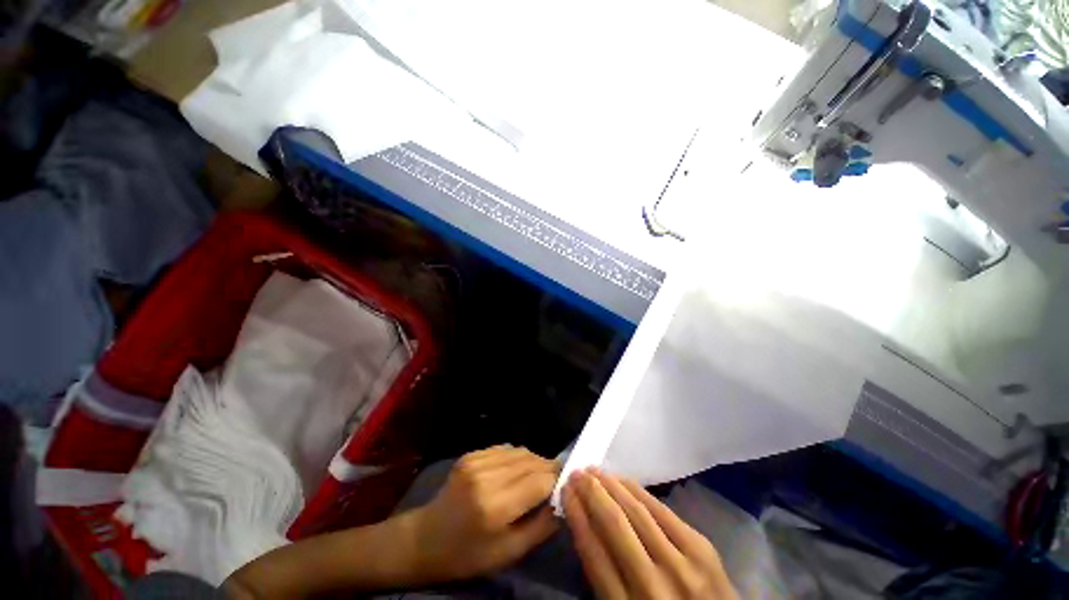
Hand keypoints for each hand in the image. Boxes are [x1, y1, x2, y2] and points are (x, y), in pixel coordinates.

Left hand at [405, 445, 559, 581]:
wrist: (426, 538)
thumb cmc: (468, 554)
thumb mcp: (508, 553)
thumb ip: (541, 527)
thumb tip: (563, 502)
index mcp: (495, 507)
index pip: (540, 481)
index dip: (557, 481)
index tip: (566, 486)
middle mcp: (486, 477)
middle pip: (532, 462)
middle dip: (548, 469)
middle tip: (555, 481)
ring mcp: (476, 461)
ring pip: (521, 452)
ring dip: (534, 462)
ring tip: (537, 477)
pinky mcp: (471, 455)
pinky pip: (505, 449)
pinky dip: (517, 458)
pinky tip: (515, 471)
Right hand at [563, 468, 738, 599]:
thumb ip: (605, 578)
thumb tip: (586, 526)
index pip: (593, 552)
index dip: (577, 515)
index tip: (565, 492)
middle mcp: (652, 585)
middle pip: (614, 525)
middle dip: (591, 493)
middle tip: (576, 473)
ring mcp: (681, 565)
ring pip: (637, 512)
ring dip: (611, 486)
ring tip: (594, 471)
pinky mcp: (702, 549)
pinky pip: (662, 511)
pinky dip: (638, 491)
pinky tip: (624, 480)